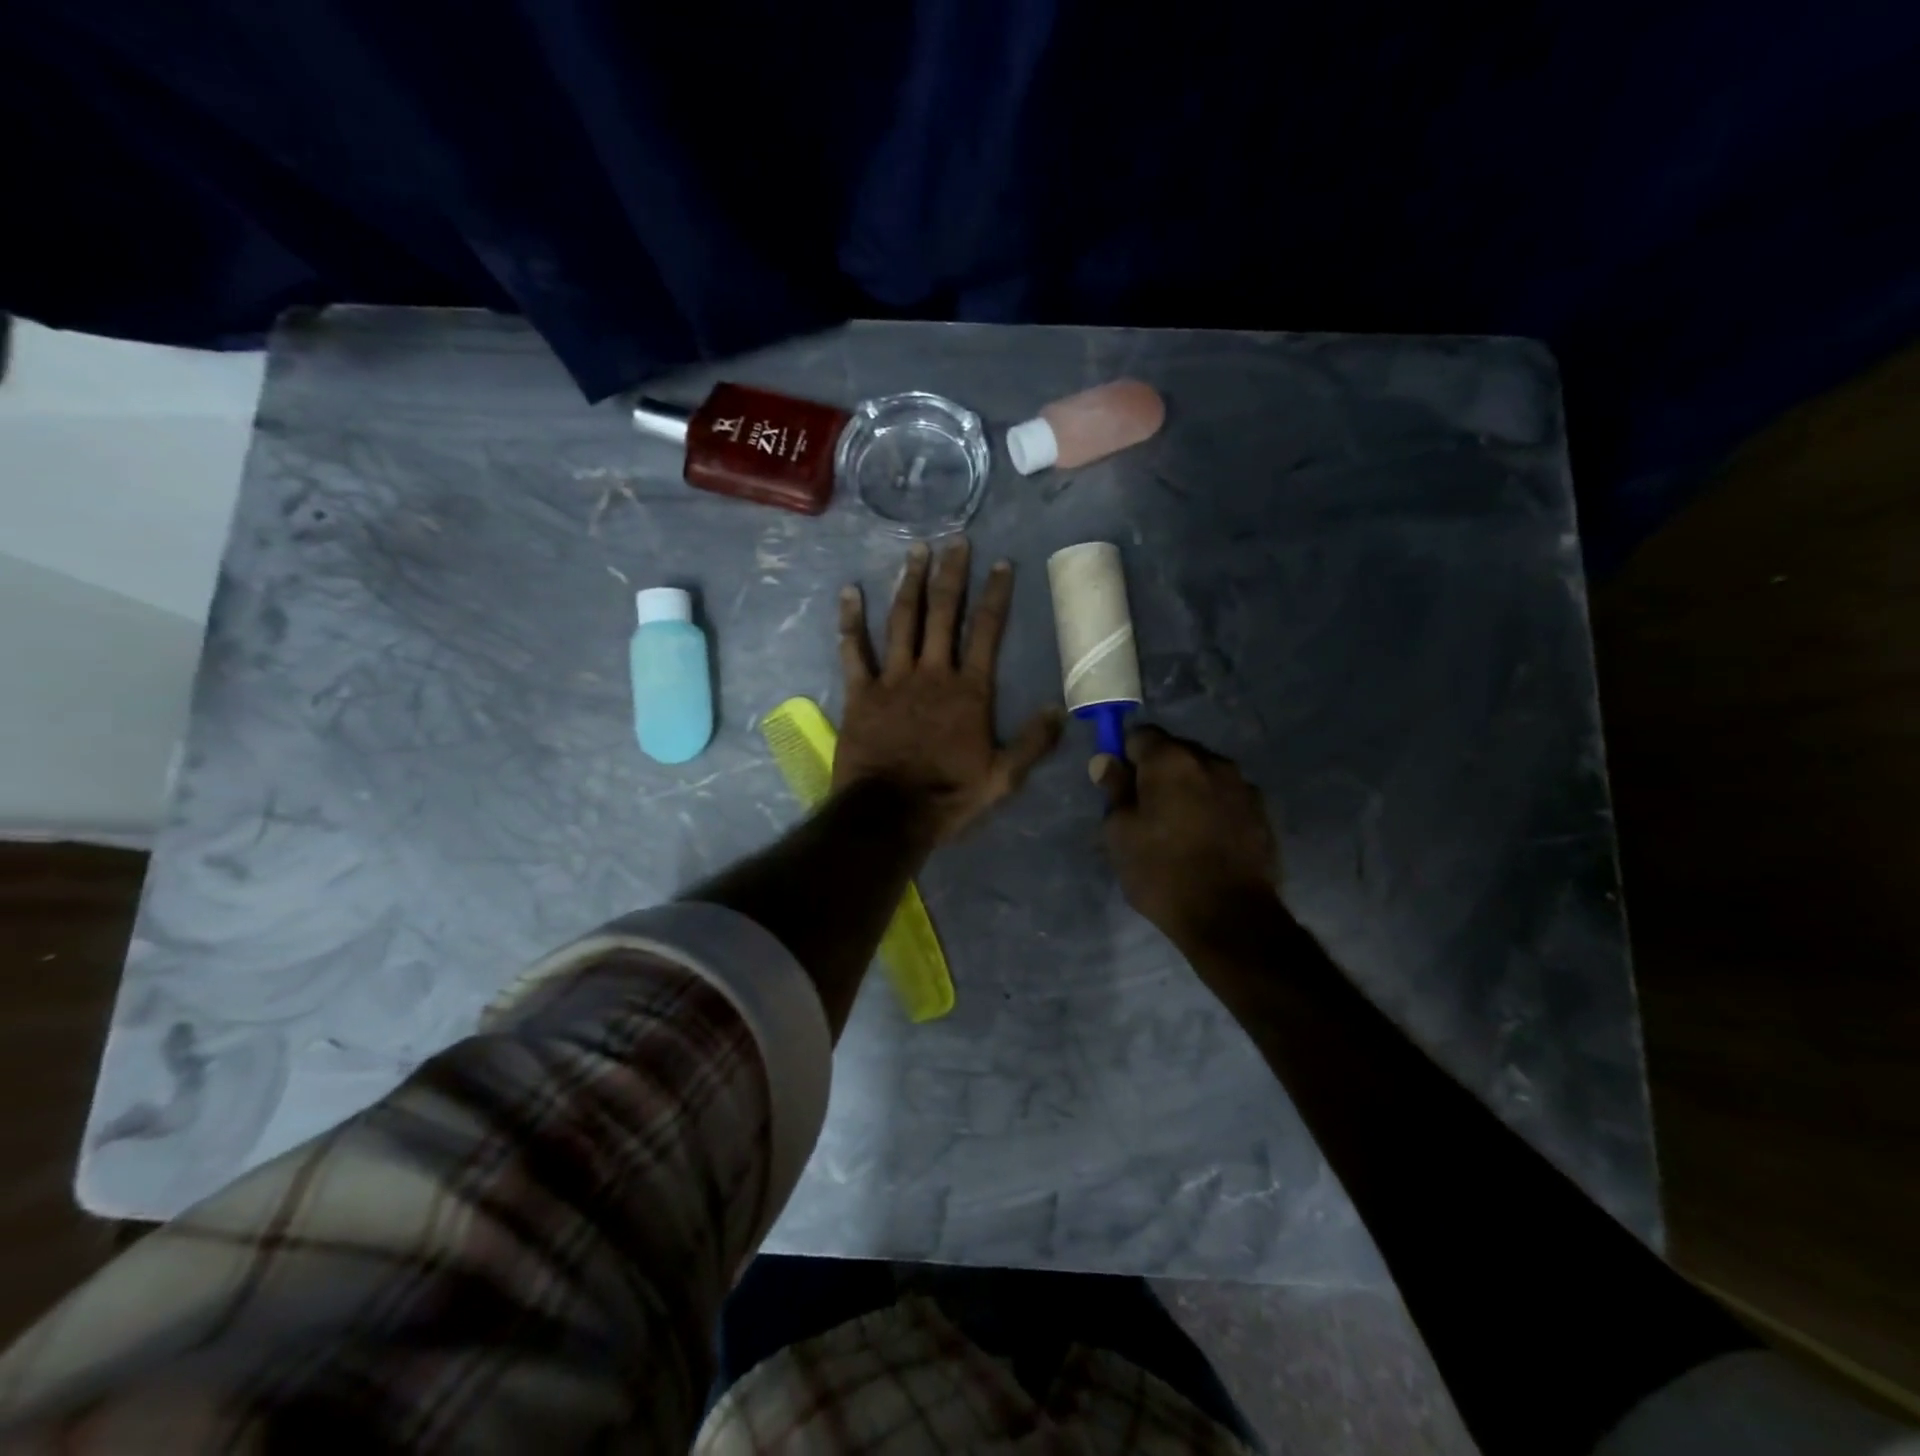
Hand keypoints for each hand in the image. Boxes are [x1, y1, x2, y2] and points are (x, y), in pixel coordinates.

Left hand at [835, 539, 1062, 843]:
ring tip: (916, 551)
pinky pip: (853, 650)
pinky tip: (849, 592)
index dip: (996, 595)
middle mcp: (933, 673)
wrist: (890, 814)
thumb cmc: (948, 796)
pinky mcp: (860, 693)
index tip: (1001, 564)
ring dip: (909, 583)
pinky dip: (850, 620)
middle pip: (944, 614)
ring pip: (902, 621)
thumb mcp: (1003, 778)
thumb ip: (1033, 742)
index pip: (987, 631)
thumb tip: (1060, 709)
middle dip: (952, 574)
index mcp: (969, 691)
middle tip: (956, 541)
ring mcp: (893, 680)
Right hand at [1094, 726, 1279, 945]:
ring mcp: (1242, 785)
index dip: (1126, 757)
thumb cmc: (1162, 872)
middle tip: (1146, 811)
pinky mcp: (1262, 812)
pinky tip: (1206, 841)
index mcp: (1171, 760)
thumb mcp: (1120, 834)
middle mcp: (1210, 761)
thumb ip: (1114, 790)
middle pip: (1175, 752)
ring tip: (1179, 829)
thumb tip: (1107, 761)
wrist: (1230, 917)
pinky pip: (1226, 797)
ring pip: (1203, 774)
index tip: (1120, 786)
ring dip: (1188, 790)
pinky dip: (1213, 808)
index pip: (1140, 735)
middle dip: (1158, 773)